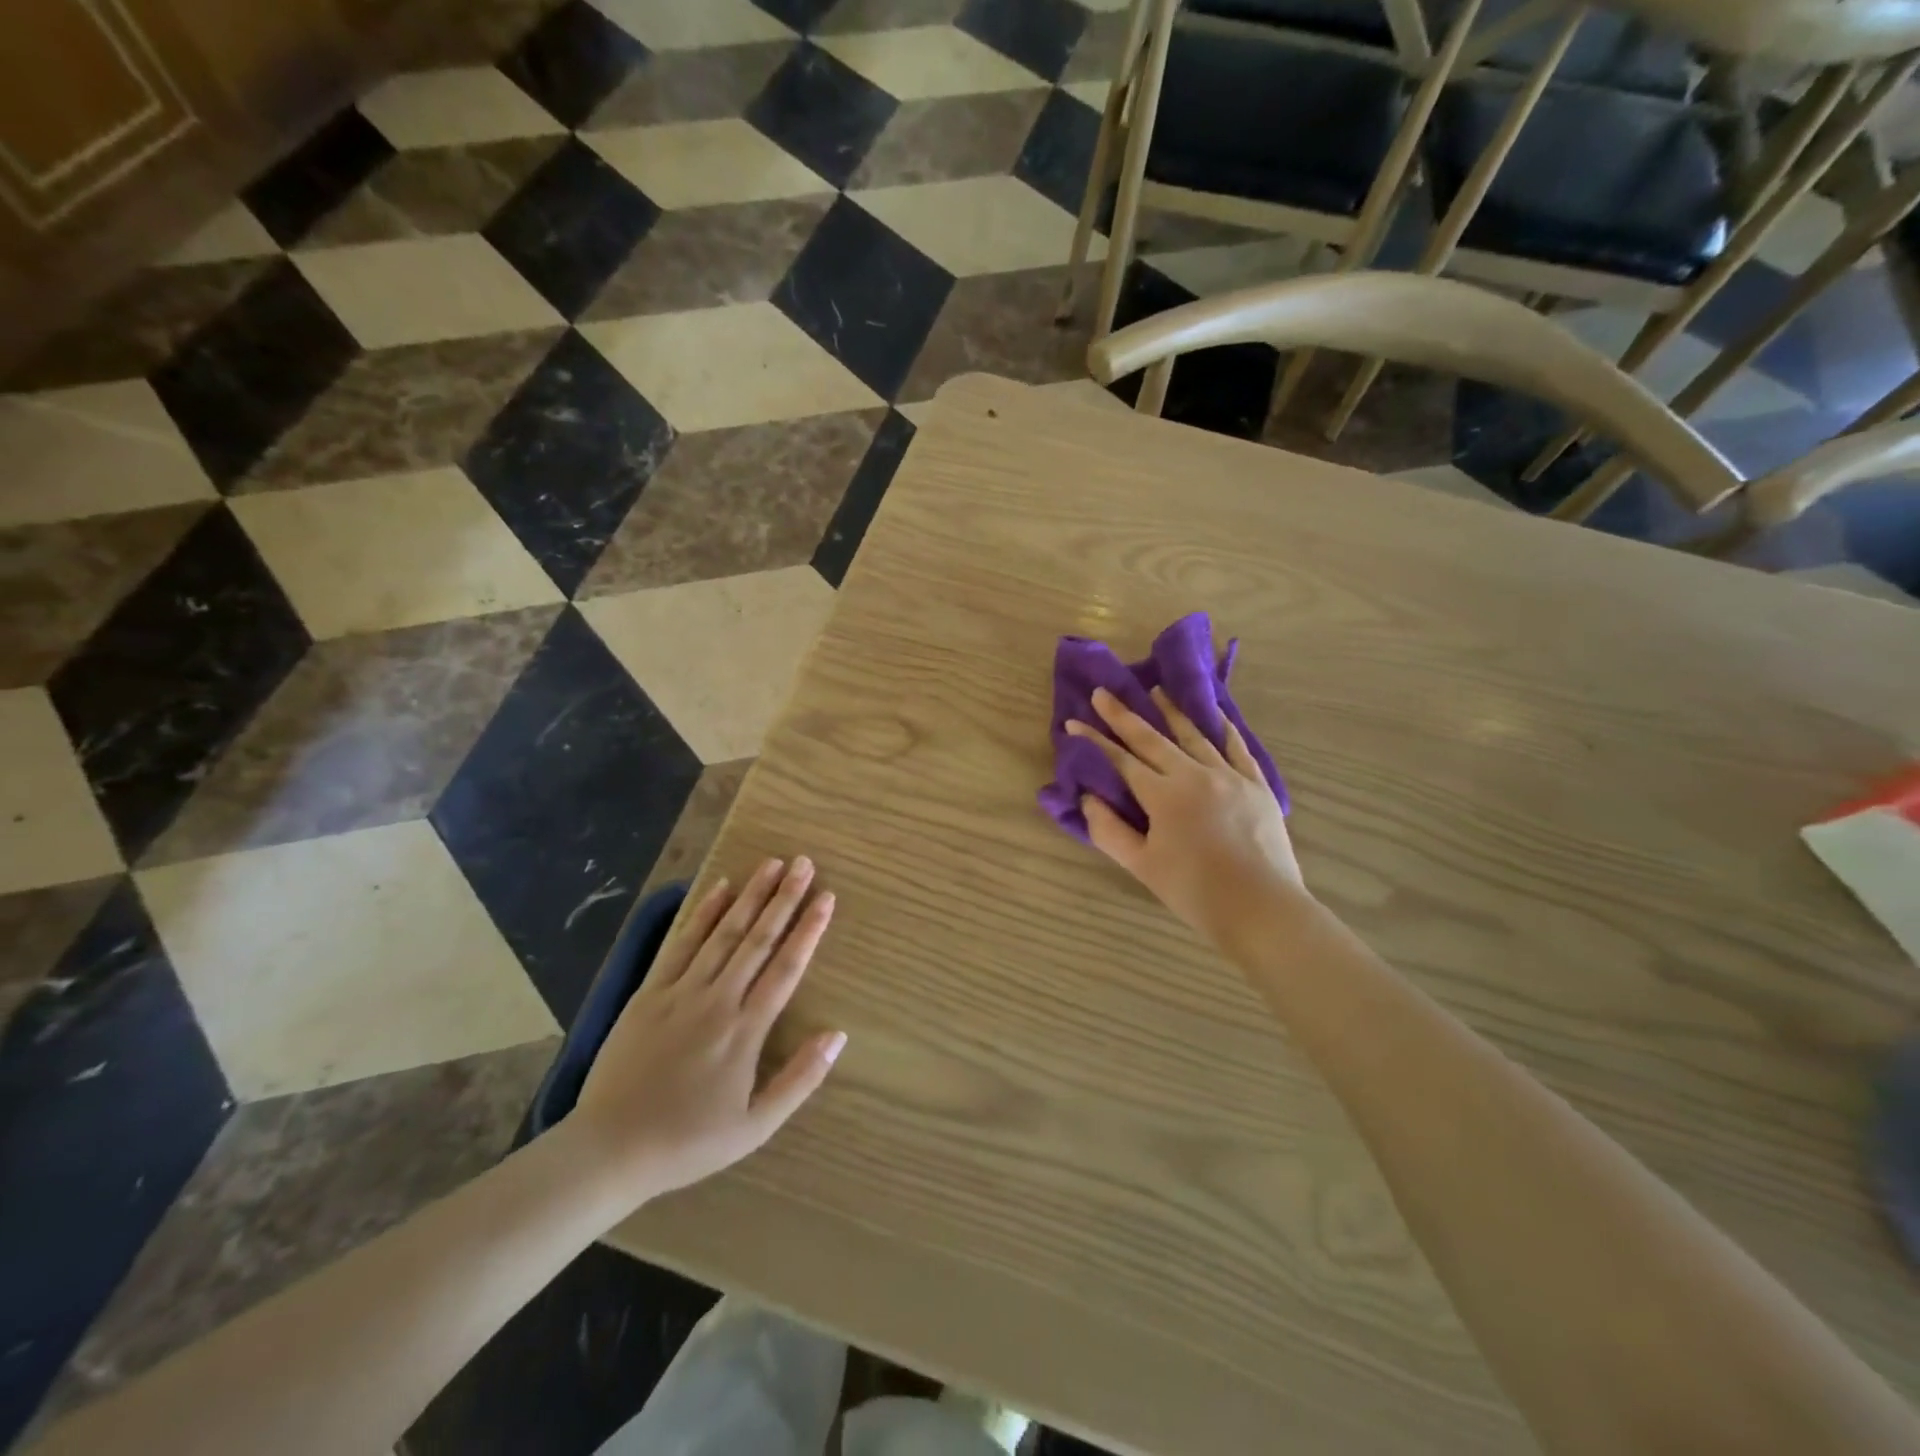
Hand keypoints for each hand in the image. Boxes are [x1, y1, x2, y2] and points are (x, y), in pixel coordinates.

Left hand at [568, 858, 845, 1201]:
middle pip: (758, 939)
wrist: (610, 1149)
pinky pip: (680, 944)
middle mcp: (717, 999)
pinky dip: (702, 914)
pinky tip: (719, 889)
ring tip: (772, 864)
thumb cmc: (689, 1141)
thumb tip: (838, 1035)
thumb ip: (800, 1079)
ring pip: (723, 933)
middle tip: (804, 864)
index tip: (826, 898)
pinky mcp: (650, 992)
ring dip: (750, 896)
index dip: (809, 930)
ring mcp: (681, 991)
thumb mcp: (756, 1126)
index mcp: (745, 1030)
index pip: (786, 968)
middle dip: (784, 898)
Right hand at [1068, 686, 1306, 952]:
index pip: (1120, 760)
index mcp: (1164, 795)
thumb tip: (1087, 798)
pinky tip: (1216, 714)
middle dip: (1124, 715)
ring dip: (1172, 711)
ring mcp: (1230, 776)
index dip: (1094, 741)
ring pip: (1195, 735)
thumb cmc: (1195, 891)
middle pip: (1153, 738)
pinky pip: (1238, 747)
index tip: (1073, 722)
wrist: (1262, 909)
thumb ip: (1109, 831)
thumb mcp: (1142, 866)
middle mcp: (1195, 774)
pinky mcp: (1257, 785)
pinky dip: (1224, 728)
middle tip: (1104, 692)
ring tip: (1156, 689)